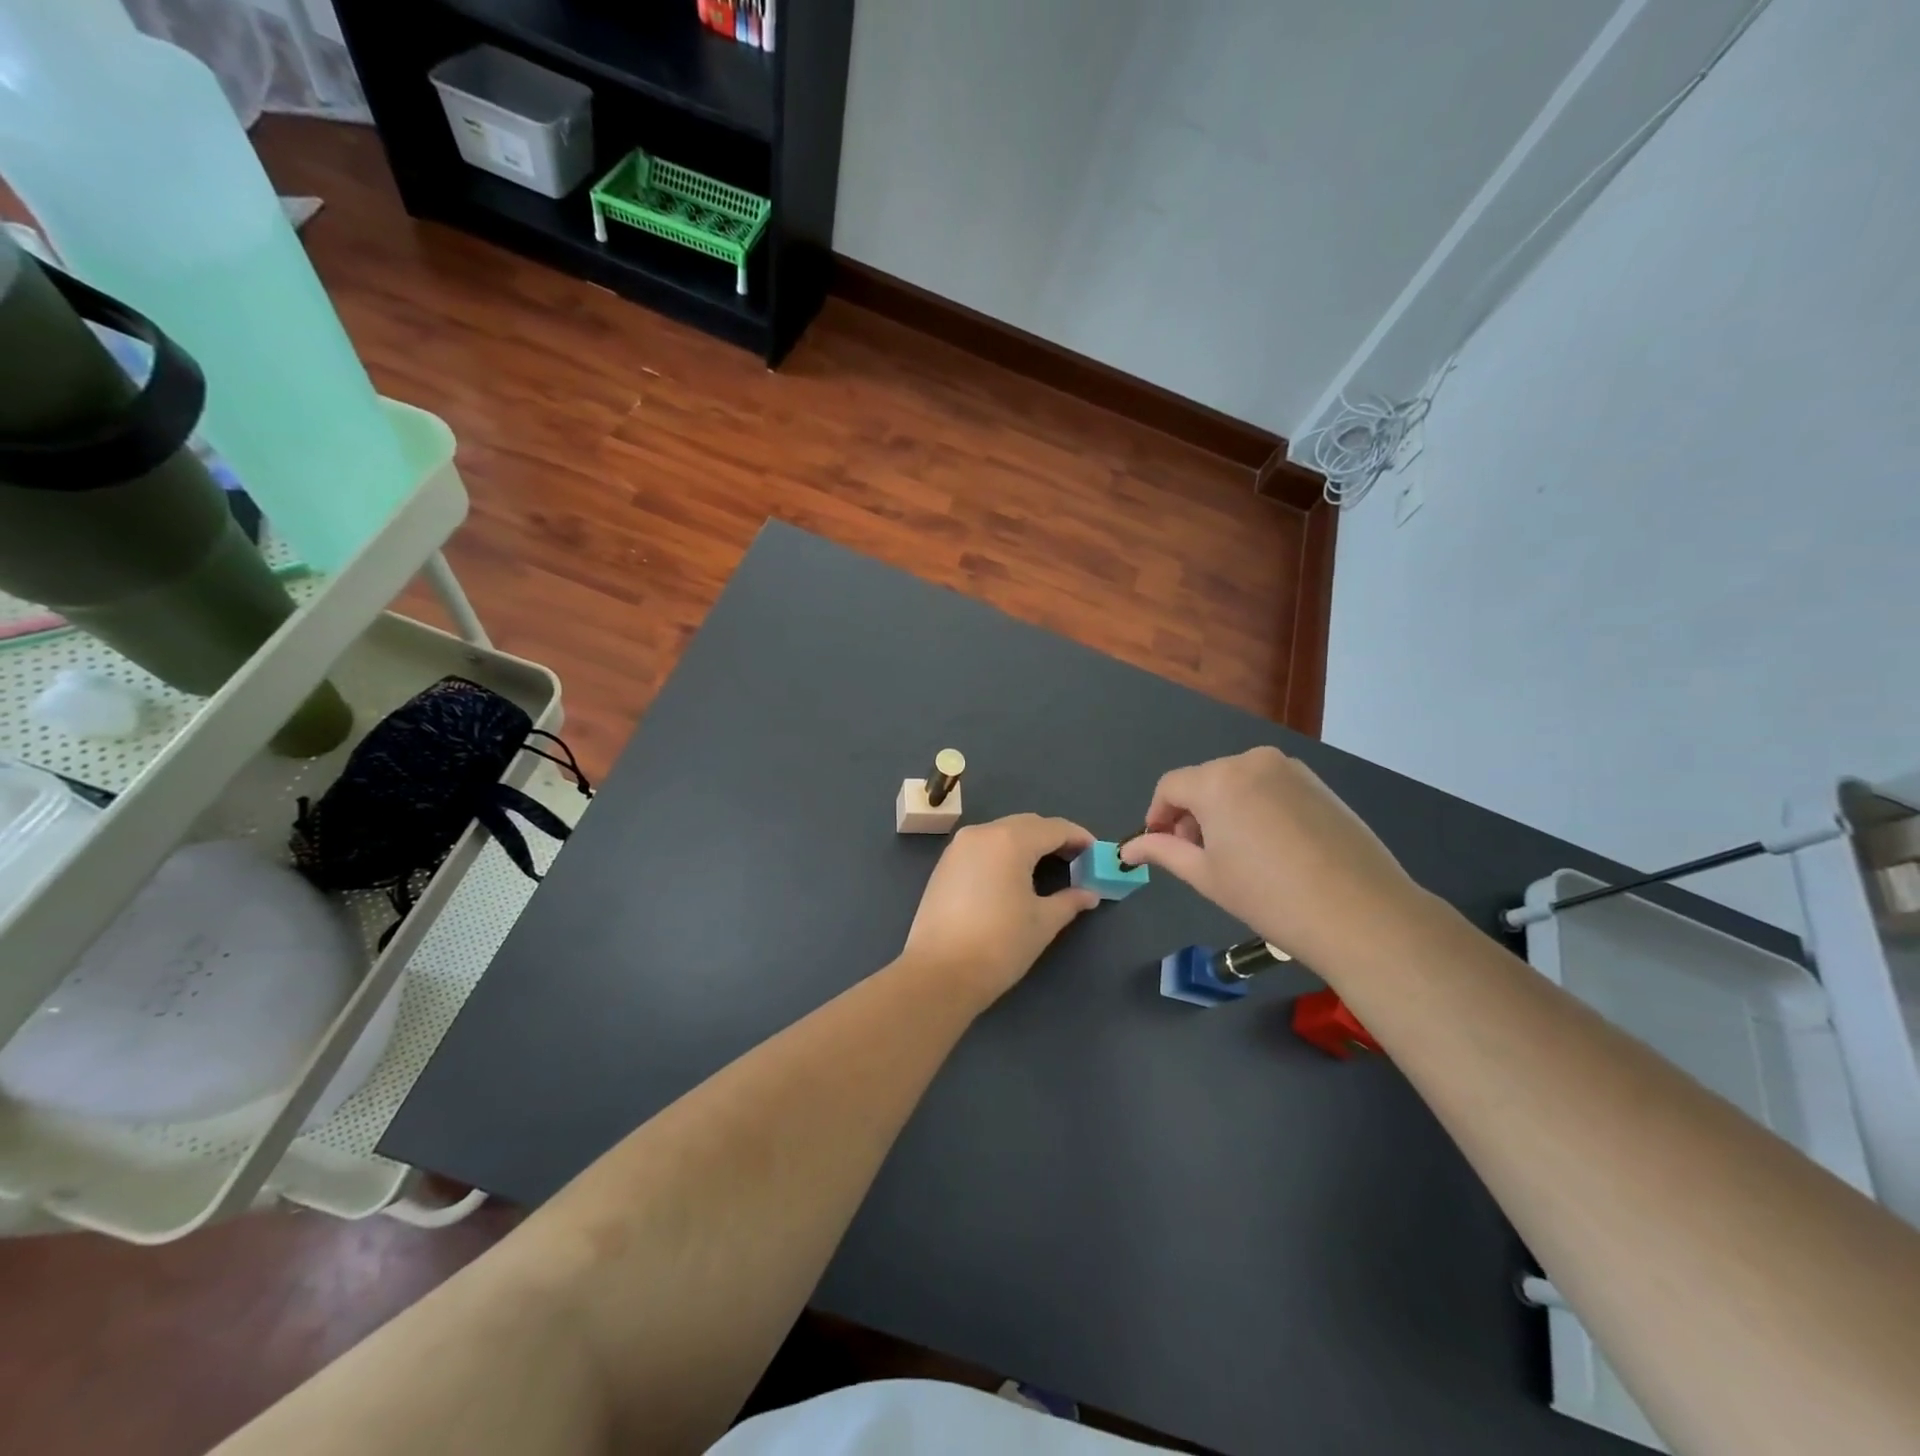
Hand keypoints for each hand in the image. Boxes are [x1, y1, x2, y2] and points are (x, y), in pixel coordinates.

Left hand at [900, 814, 1099, 1006]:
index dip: (1079, 838)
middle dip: (1053, 838)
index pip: (1054, 828)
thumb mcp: (1042, 922)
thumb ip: (1070, 901)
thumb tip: (1089, 894)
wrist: (939, 973)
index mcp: (1010, 840)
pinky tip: (1014, 876)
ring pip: (1002, 833)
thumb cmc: (999, 944)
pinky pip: (983, 847)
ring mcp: (958, 848)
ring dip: (1027, 843)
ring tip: (1048, 867)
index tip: (1097, 853)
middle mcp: (982, 833)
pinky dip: (1004, 853)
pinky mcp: (944, 865)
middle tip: (1076, 861)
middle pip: (1027, 825)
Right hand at [1118, 747, 1423, 964]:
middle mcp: (1251, 761)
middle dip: (1192, 814)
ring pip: (1238, 783)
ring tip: (1237, 855)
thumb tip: (1128, 849)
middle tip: (1198, 856)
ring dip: (1224, 810)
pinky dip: (1256, 808)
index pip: (1170, 787)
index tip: (1159, 845)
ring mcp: (1290, 769)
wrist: (1361, 913)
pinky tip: (1271, 848)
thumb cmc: (1269, 897)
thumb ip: (1163, 852)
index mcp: (1217, 780)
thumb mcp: (1206, 876)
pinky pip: (1270, 788)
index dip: (1157, 815)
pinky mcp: (1318, 784)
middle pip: (1204, 782)